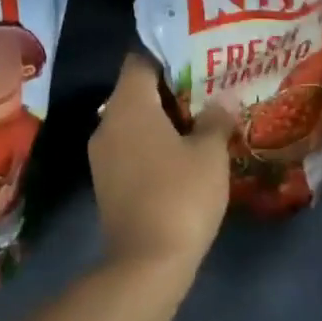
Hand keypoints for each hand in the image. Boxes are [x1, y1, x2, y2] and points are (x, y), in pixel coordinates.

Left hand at [90, 55, 234, 281]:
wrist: (146, 264)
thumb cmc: (181, 195)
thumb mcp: (210, 153)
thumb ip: (215, 120)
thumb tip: (219, 103)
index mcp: (129, 105)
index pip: (140, 59)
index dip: (168, 55)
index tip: (197, 60)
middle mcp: (107, 122)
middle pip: (136, 90)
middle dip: (170, 89)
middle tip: (207, 90)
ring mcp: (102, 155)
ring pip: (133, 121)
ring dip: (162, 120)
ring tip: (200, 122)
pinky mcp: (105, 182)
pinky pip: (129, 147)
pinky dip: (152, 144)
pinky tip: (182, 156)